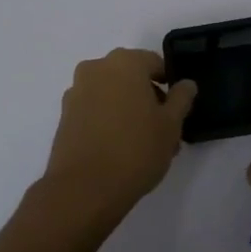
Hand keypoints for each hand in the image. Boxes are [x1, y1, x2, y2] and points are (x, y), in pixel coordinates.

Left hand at [35, 48, 196, 232]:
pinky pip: (94, 109)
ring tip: (143, 144)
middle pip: (130, 77)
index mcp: (124, 63)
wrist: (84, 188)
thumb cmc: (135, 150)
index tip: (176, 107)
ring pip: (111, 94)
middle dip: (148, 98)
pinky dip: (108, 120)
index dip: (169, 83)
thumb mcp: (171, 125)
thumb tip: (186, 84)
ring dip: (128, 110)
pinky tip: (119, 148)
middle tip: (163, 128)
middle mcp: (96, 68)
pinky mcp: (64, 116)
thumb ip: (181, 99)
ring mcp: (76, 92)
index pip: (154, 63)